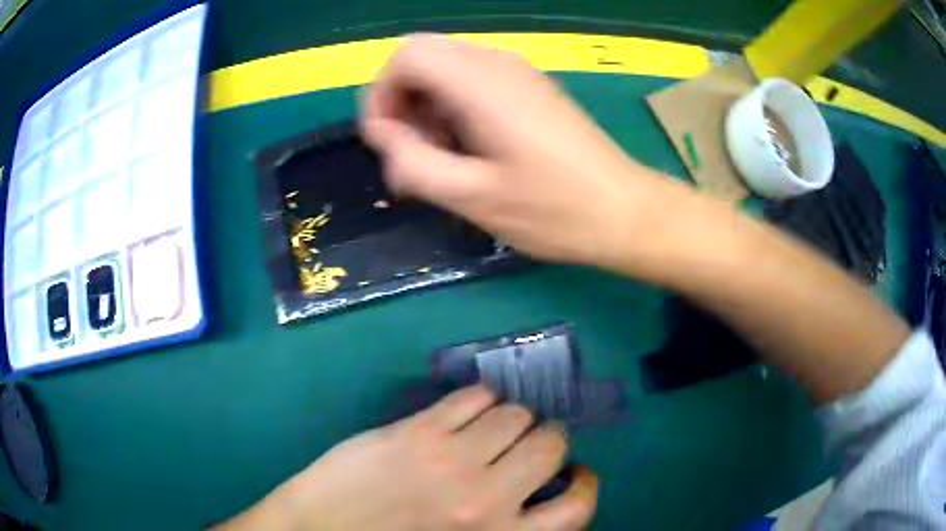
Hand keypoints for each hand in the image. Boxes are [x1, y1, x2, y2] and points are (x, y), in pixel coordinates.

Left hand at [219, 386, 596, 529]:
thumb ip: (510, 527)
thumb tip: (540, 495)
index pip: (578, 508)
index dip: (583, 484)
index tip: (571, 475)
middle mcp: (486, 498)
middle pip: (550, 443)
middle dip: (546, 440)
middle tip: (525, 446)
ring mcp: (450, 459)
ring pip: (515, 413)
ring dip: (513, 416)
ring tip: (494, 427)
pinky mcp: (416, 430)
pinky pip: (473, 396)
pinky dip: (481, 397)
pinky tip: (470, 409)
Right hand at [361, 34, 693, 270]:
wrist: (624, 212)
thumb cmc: (554, 211)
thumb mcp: (474, 197)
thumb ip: (414, 162)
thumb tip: (380, 135)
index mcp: (482, 83)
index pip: (406, 55)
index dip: (382, 94)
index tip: (387, 142)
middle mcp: (498, 63)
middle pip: (422, 56)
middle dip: (402, 101)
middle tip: (412, 153)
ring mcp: (517, 72)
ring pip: (445, 68)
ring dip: (426, 107)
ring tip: (441, 159)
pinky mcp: (529, 87)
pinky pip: (471, 80)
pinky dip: (452, 107)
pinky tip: (468, 149)